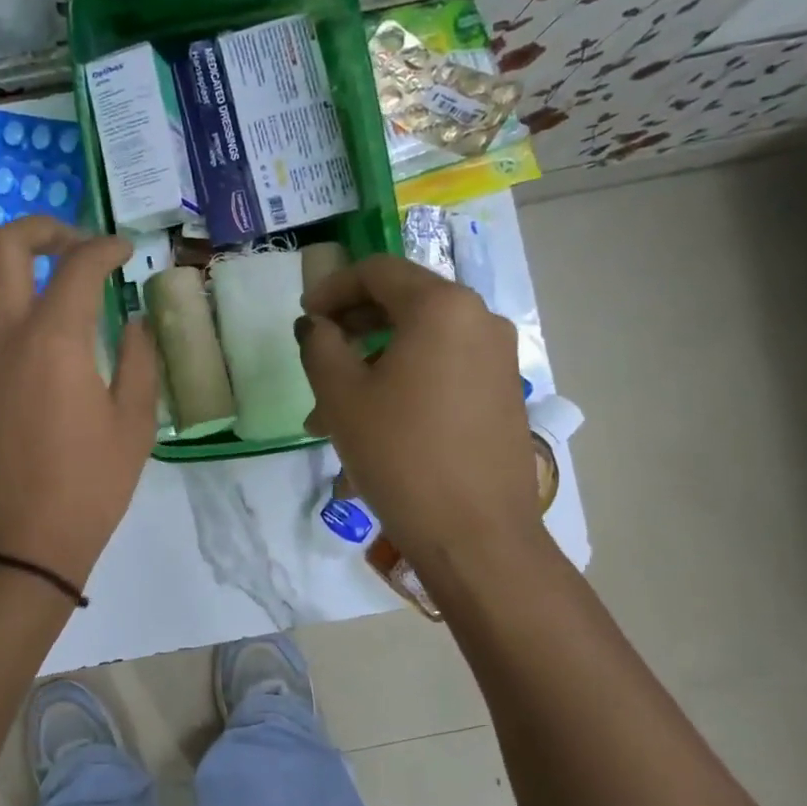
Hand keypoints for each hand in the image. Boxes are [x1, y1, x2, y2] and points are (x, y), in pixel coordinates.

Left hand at [0, 217, 158, 585]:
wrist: (24, 542)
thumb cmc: (89, 487)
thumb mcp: (135, 424)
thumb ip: (140, 360)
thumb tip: (134, 320)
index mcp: (56, 339)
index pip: (81, 266)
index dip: (106, 248)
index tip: (122, 253)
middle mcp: (0, 332)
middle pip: (6, 247)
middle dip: (42, 228)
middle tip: (66, 242)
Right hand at [297, 252, 542, 570]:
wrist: (476, 534)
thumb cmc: (400, 455)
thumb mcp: (341, 397)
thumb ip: (320, 346)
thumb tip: (317, 326)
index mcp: (441, 307)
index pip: (377, 271)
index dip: (332, 288)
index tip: (305, 319)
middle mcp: (478, 319)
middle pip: (402, 304)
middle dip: (351, 330)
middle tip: (316, 363)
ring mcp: (497, 358)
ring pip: (419, 344)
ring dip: (371, 365)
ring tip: (332, 414)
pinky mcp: (502, 393)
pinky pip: (442, 370)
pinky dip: (402, 383)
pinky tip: (374, 428)